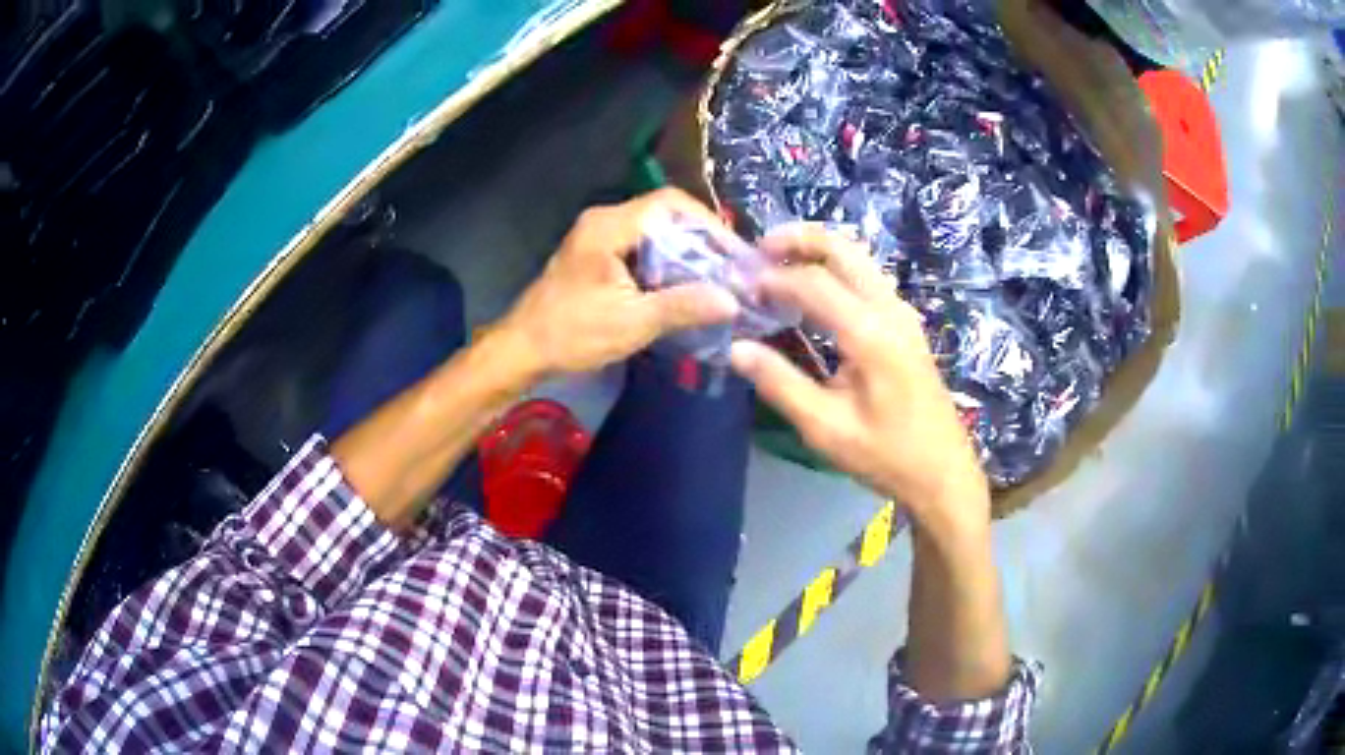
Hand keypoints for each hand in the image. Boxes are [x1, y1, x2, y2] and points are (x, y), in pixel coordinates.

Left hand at [499, 188, 738, 376]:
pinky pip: (639, 247)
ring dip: (684, 252)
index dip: (708, 223)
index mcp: (609, 226)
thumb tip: (733, 301)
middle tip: (731, 267)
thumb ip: (683, 306)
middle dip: (700, 239)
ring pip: (653, 232)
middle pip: (664, 215)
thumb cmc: (572, 333)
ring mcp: (597, 236)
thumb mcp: (632, 323)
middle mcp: (603, 220)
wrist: (522, 350)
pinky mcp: (595, 255)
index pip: (670, 204)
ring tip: (716, 277)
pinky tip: (683, 286)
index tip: (734, 253)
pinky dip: (665, 262)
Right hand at [729, 225, 989, 533]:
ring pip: (859, 258)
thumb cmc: (885, 455)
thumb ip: (780, 383)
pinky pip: (868, 278)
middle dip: (798, 239)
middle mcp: (890, 310)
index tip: (740, 288)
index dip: (772, 279)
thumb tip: (736, 348)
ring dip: (819, 251)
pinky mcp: (906, 324)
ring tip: (779, 265)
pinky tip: (813, 292)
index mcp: (870, 334)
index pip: (813, 283)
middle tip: (758, 250)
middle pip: (843, 248)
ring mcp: (903, 314)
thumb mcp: (825, 428)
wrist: (942, 471)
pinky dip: (836, 269)